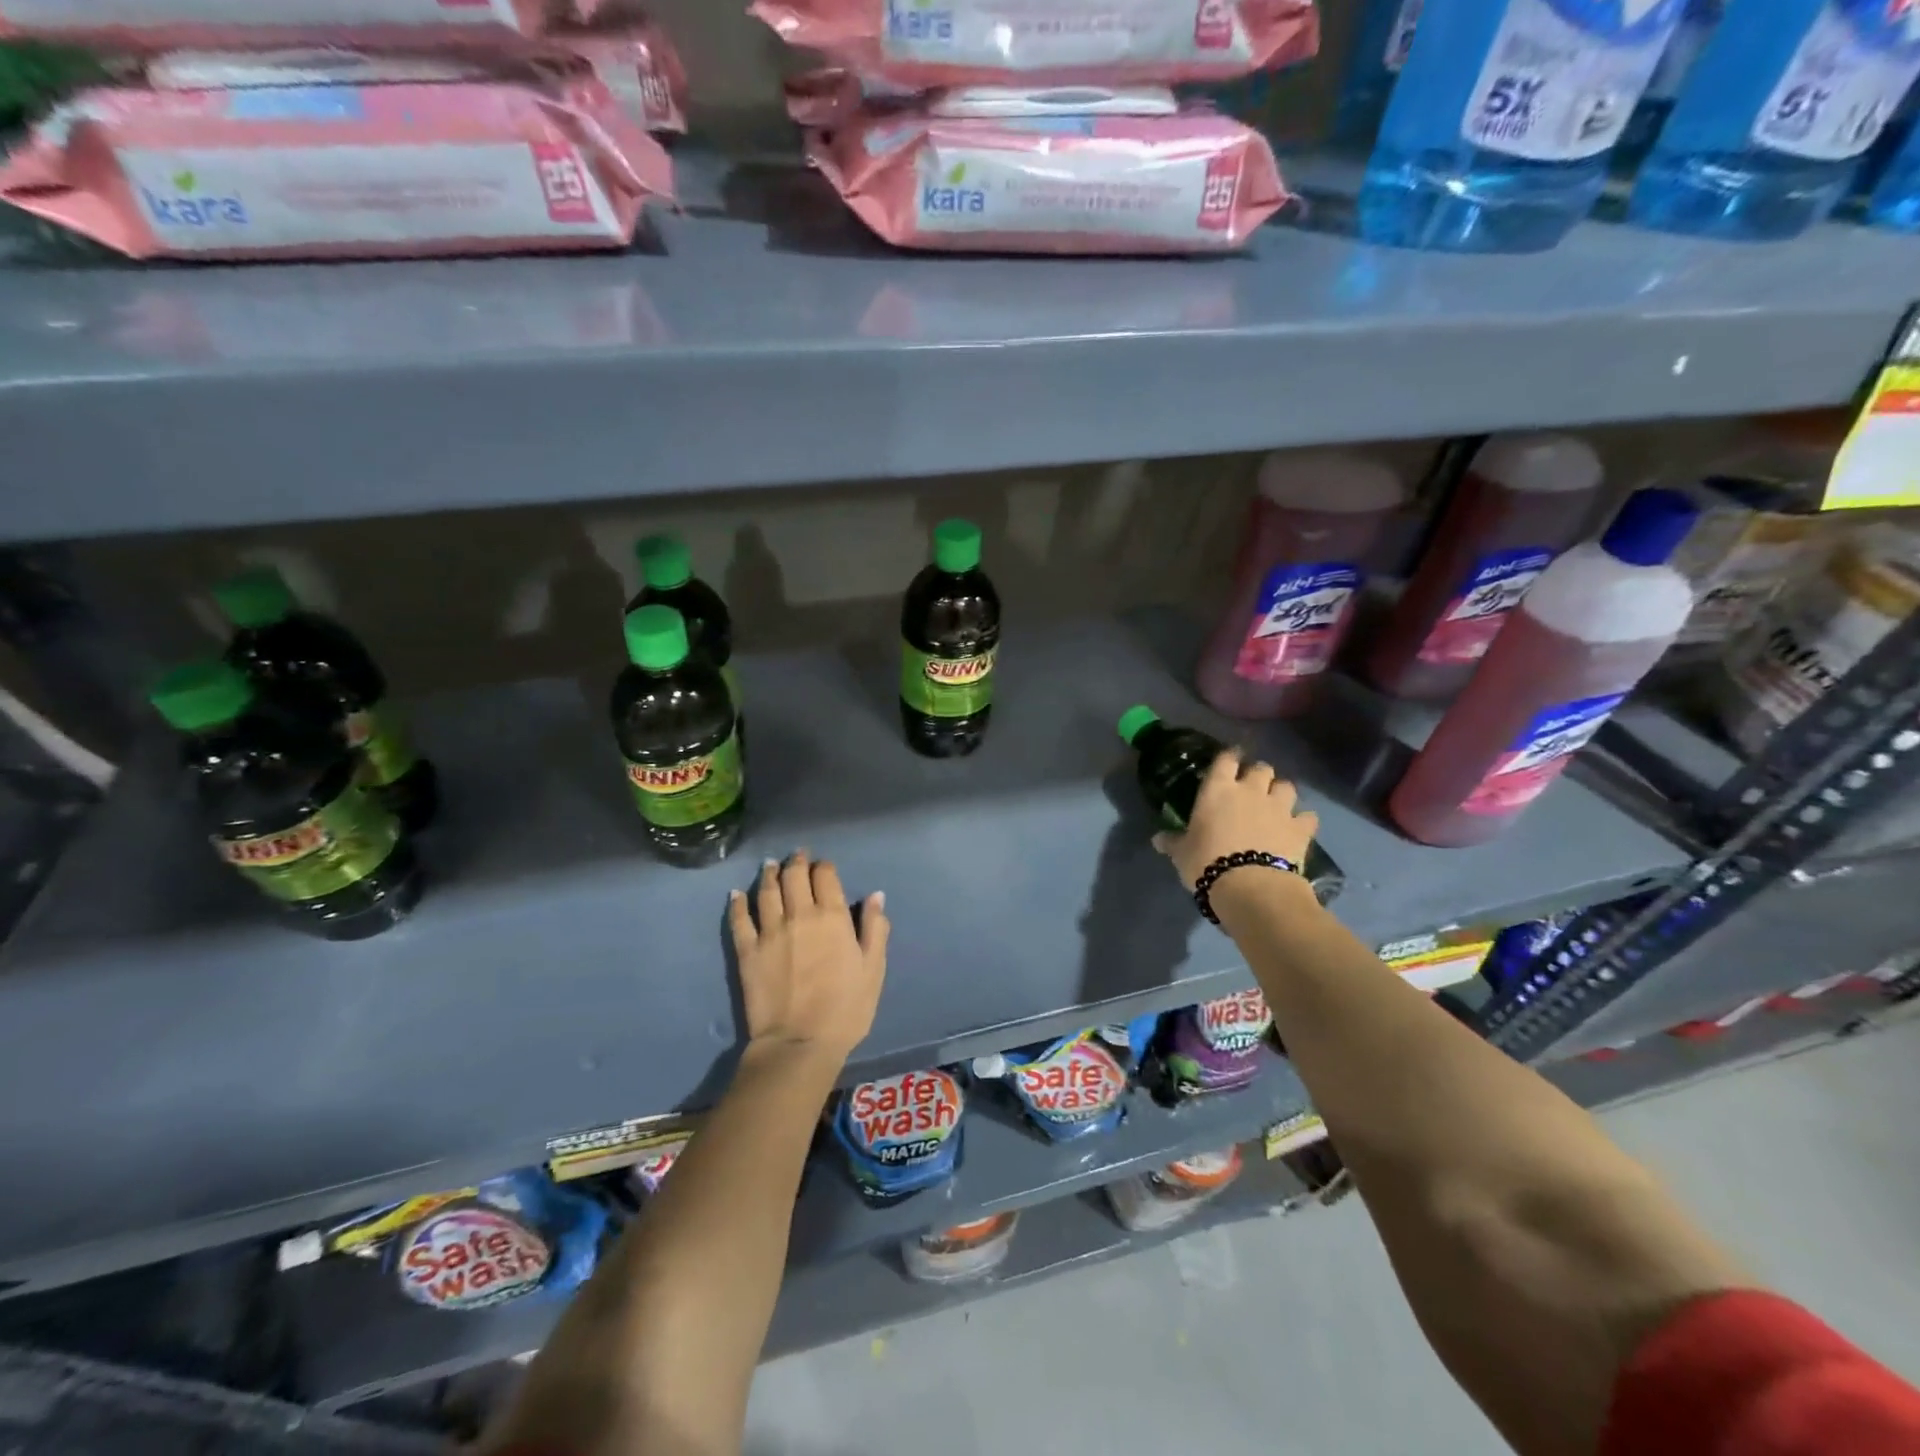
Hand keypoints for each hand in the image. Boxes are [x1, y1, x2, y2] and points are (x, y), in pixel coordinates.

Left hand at [728, 852, 888, 1063]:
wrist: (800, 1042)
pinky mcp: (747, 950)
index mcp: (833, 917)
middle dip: (797, 862)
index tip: (824, 866)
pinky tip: (736, 893)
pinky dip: (737, 903)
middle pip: (794, 876)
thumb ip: (875, 929)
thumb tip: (876, 896)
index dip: (824, 867)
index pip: (826, 876)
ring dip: (769, 874)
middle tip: (797, 856)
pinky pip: (740, 919)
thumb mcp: (873, 969)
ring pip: (767, 891)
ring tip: (770, 865)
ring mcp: (770, 931)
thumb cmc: (846, 1008)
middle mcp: (800, 915)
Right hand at [1152, 747, 1318, 891]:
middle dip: (1258, 775)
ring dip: (1281, 792)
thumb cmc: (1207, 863)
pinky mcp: (1301, 829)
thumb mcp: (1182, 854)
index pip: (1225, 759)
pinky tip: (1298, 828)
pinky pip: (1308, 817)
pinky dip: (1303, 820)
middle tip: (1252, 788)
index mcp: (1218, 790)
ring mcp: (1279, 808)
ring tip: (1276, 805)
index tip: (1229, 761)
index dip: (1228, 757)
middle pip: (1261, 768)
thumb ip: (1172, 842)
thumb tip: (1157, 839)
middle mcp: (1251, 790)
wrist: (1250, 887)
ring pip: (1287, 786)